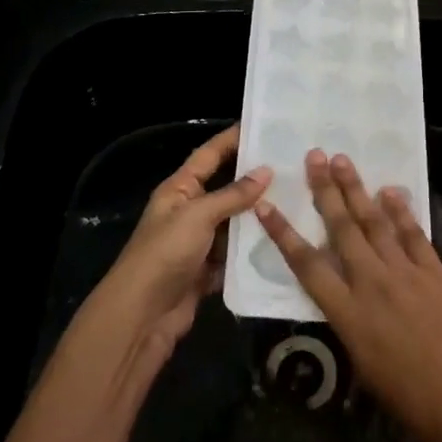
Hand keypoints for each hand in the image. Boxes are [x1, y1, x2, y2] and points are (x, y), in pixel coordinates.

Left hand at [78, 124, 271, 380]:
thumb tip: (266, 170)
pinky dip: (254, 249)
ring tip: (298, 200)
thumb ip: (233, 194)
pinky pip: (236, 253)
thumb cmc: (165, 254)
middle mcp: (189, 211)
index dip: (232, 139)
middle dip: (255, 178)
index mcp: (180, 189)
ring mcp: (199, 242)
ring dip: (259, 215)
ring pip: (235, 222)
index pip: (209, 154)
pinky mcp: (208, 270)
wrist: (142, 316)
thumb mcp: (199, 216)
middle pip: (227, 188)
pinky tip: (283, 240)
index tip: (263, 125)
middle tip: (293, 165)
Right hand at [256, 150, 441, 441]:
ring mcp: (406, 272)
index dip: (283, 233)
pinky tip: (390, 191)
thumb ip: (347, 320)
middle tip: (315, 156)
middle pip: (342, 228)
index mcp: (347, 313)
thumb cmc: (407, 399)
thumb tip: (340, 292)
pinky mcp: (435, 271)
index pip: (306, 264)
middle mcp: (372, 282)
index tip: (266, 205)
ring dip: (358, 189)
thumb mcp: (361, 364)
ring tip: (343, 161)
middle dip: (326, 190)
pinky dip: (401, 210)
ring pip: (375, 222)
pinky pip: (413, 233)